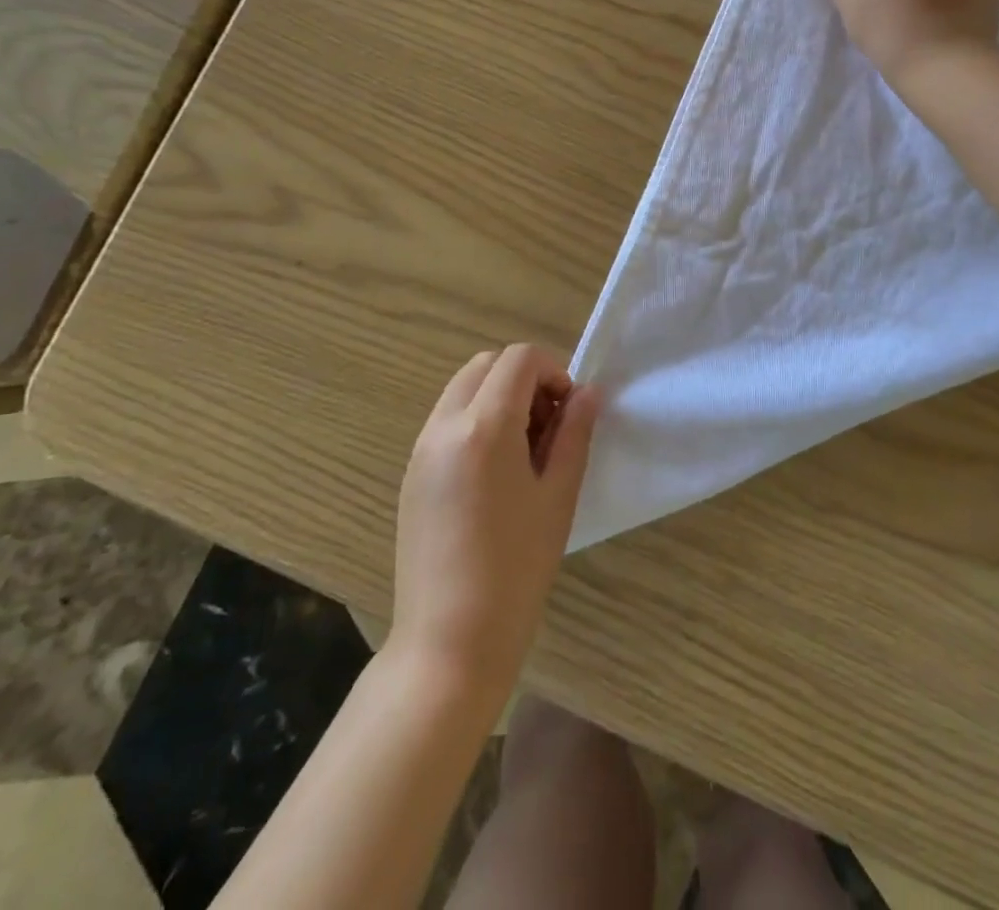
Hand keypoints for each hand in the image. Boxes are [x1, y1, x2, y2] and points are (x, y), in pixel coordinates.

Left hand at [391, 344, 599, 703]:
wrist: (449, 640)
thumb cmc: (517, 568)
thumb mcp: (558, 496)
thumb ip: (574, 433)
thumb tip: (587, 393)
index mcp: (484, 427)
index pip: (519, 359)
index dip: (554, 370)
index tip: (569, 411)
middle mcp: (444, 425)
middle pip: (487, 364)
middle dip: (525, 378)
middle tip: (549, 426)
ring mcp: (421, 448)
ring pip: (463, 388)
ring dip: (499, 396)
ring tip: (525, 449)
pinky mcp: (411, 472)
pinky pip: (447, 419)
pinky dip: (476, 419)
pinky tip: (495, 471)